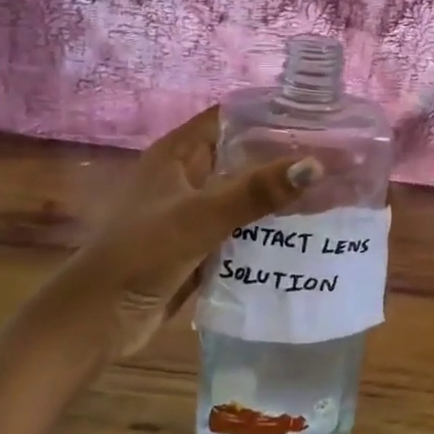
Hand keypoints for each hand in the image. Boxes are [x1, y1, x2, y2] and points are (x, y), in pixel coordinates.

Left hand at [15, 108, 321, 376]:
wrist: (96, 320)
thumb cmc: (141, 253)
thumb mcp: (201, 216)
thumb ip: (256, 192)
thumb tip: (316, 165)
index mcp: (177, 154)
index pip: (230, 118)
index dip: (270, 113)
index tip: (317, 117)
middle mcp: (186, 177)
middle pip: (243, 156)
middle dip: (285, 157)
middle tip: (337, 159)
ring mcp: (193, 213)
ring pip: (245, 195)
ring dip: (280, 195)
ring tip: (333, 192)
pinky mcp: (199, 247)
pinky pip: (242, 229)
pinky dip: (269, 229)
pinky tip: (306, 232)